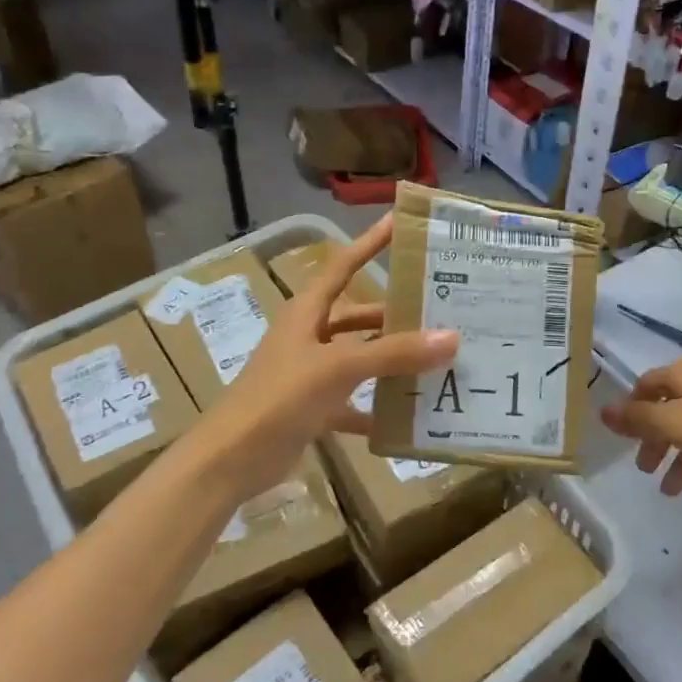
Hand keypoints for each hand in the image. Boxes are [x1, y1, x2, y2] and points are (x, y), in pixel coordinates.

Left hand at [194, 215, 456, 503]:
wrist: (230, 460)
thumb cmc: (278, 398)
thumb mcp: (337, 368)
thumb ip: (393, 353)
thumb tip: (451, 336)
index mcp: (307, 312)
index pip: (344, 265)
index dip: (370, 242)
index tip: (401, 221)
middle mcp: (310, 336)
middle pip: (358, 315)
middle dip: (395, 313)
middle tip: (442, 309)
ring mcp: (310, 374)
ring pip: (360, 358)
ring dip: (391, 361)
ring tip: (437, 359)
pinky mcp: (313, 409)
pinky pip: (354, 402)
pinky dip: (377, 408)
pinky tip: (409, 416)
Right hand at [599, 356, 681, 495]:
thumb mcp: (676, 424)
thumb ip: (638, 419)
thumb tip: (602, 410)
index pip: (644, 386)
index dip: (630, 410)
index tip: (622, 439)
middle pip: (667, 408)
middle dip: (653, 439)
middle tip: (645, 468)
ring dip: (677, 456)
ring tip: (672, 489)